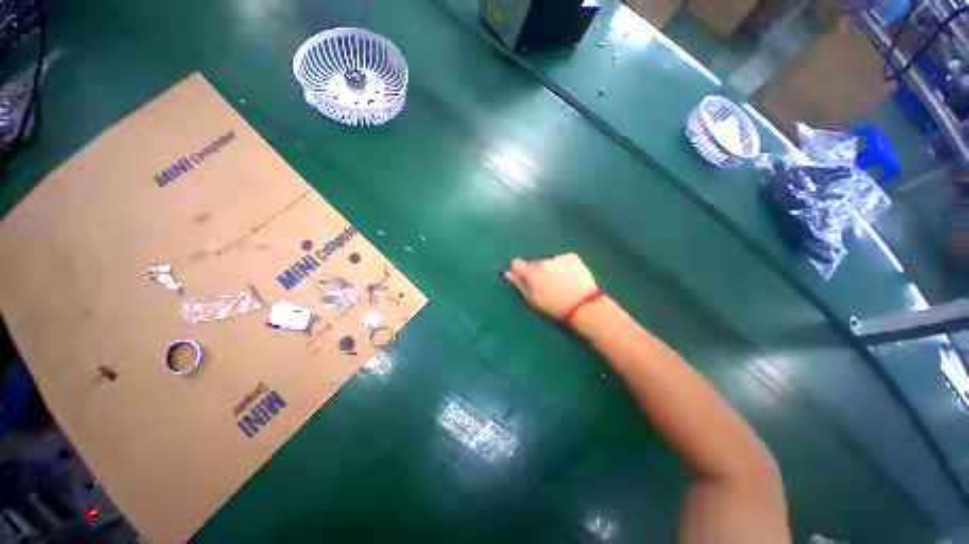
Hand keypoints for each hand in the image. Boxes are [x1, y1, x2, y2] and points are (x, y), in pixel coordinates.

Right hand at [504, 253, 598, 320]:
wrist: (582, 306)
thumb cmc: (553, 307)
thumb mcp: (532, 300)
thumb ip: (519, 285)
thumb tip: (508, 273)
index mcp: (531, 273)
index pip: (517, 264)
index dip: (519, 270)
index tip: (525, 278)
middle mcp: (542, 262)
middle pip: (535, 264)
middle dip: (538, 271)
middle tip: (547, 286)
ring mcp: (558, 258)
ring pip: (550, 262)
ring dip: (552, 269)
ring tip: (561, 283)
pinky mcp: (572, 257)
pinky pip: (564, 260)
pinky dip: (565, 266)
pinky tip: (571, 277)